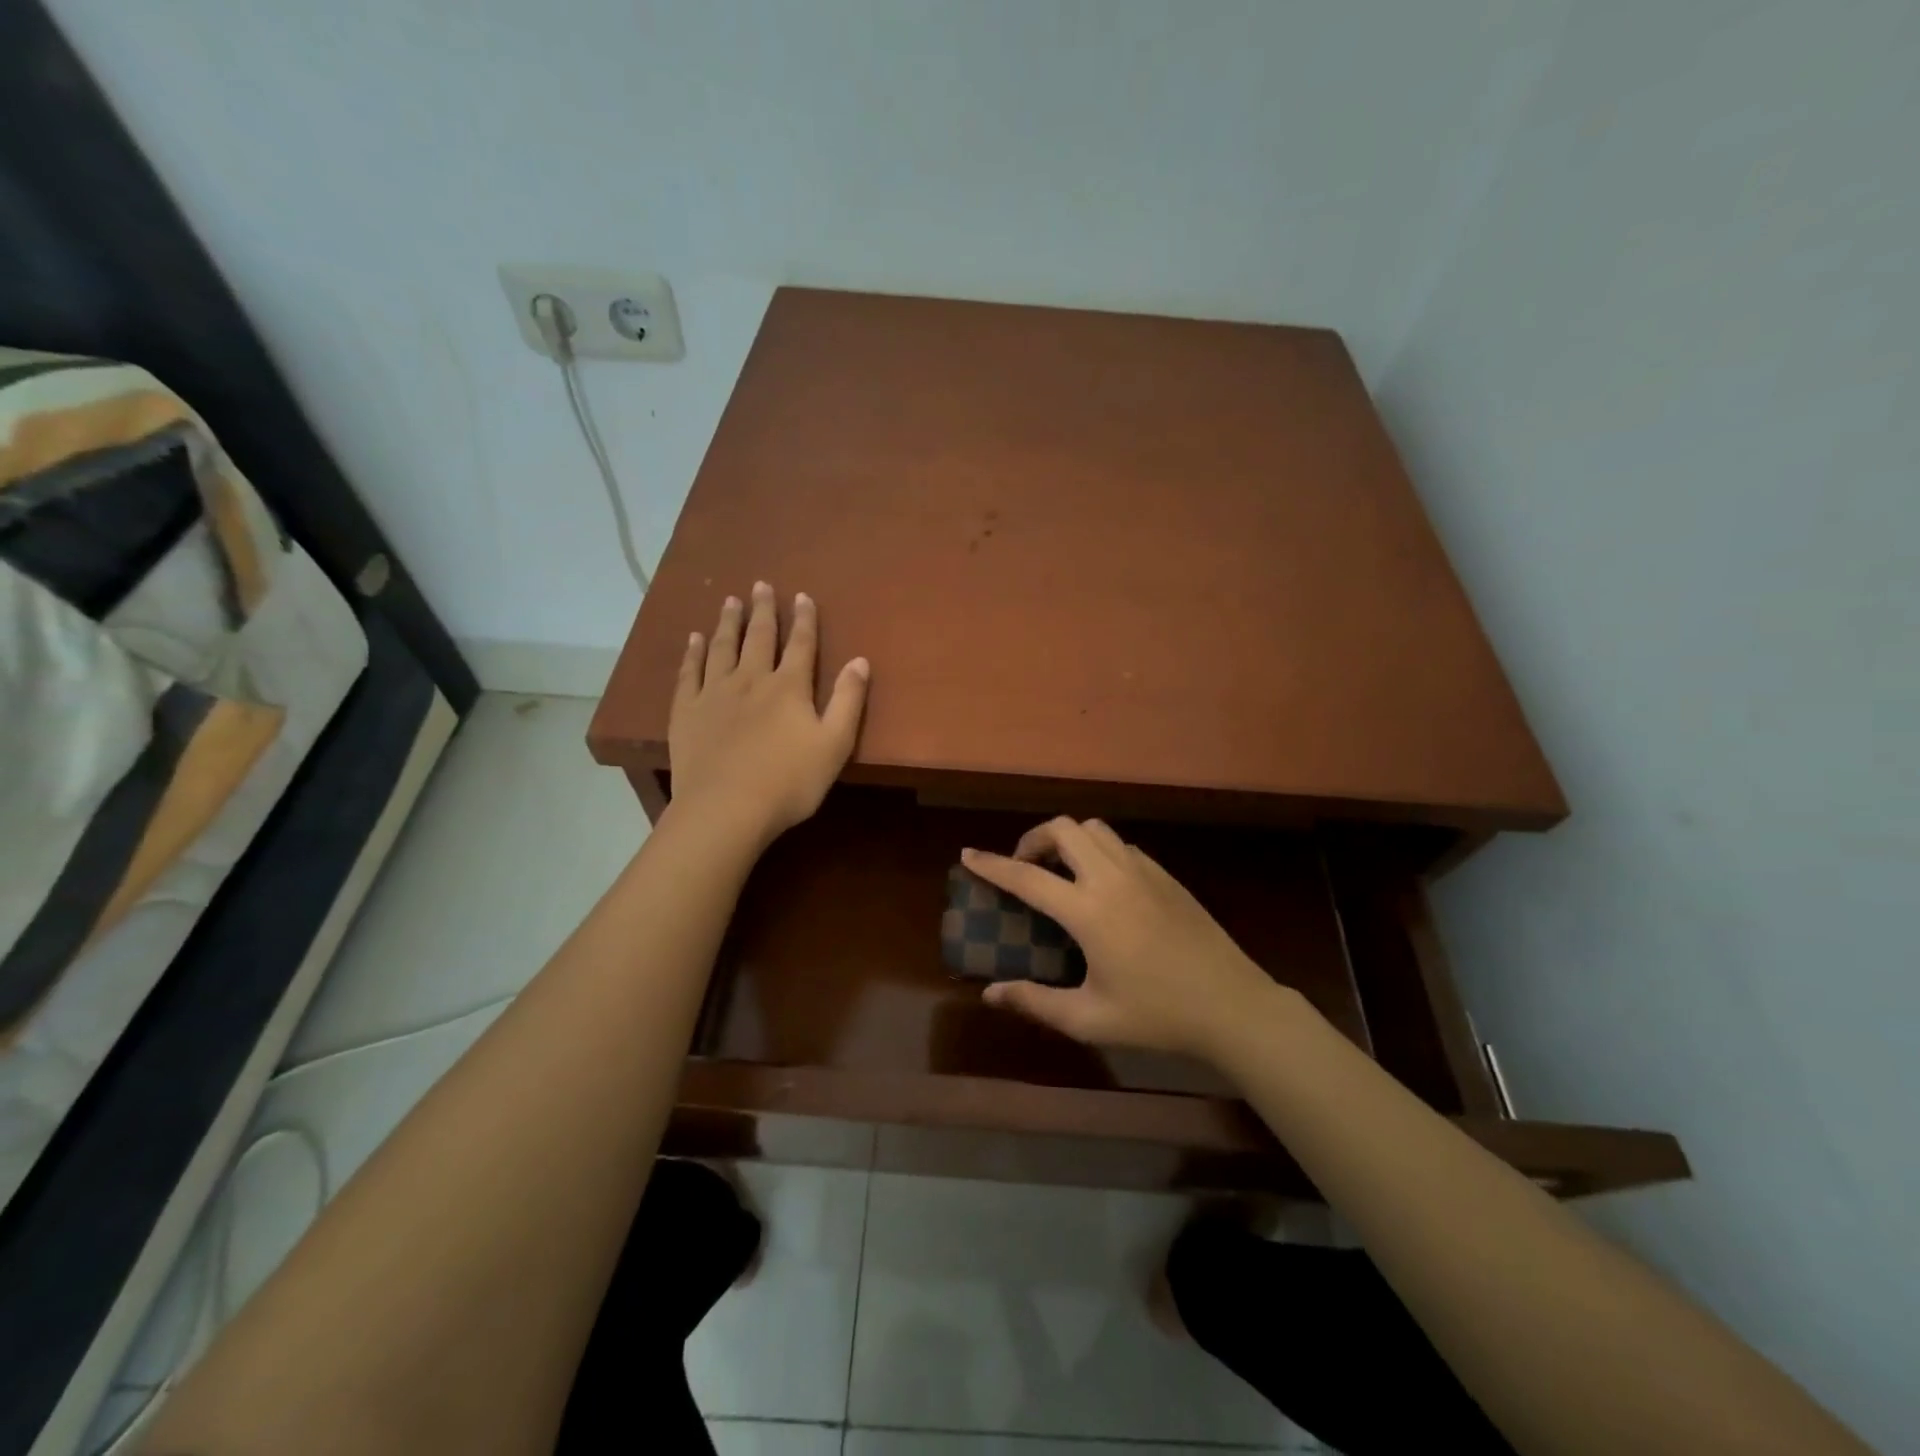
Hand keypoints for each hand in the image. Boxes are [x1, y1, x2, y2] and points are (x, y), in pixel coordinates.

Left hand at [667, 583, 869, 847]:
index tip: (802, 596)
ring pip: (722, 647)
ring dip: (728, 622)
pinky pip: (689, 673)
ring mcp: (715, 693)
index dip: (804, 619)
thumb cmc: (789, 782)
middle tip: (760, 585)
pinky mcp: (687, 711)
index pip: (801, 645)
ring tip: (729, 601)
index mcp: (789, 687)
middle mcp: (751, 679)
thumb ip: (849, 701)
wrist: (727, 809)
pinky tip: (694, 639)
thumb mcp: (835, 744)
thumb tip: (860, 660)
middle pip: (759, 637)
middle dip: (763, 610)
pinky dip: (692, 653)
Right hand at [961, 818, 1293, 1061]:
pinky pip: (1121, 846)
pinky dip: (1098, 851)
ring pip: (1094, 829)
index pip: (1027, 876)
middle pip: (1063, 829)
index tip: (968, 855)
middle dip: (1033, 839)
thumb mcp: (1089, 1019)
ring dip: (1068, 840)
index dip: (992, 865)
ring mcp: (1143, 871)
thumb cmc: (1157, 1015)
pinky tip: (1102, 885)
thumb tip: (991, 994)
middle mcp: (1112, 878)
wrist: (1232, 1005)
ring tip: (1061, 871)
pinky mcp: (1165, 875)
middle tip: (1024, 868)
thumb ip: (1036, 1002)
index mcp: (1089, 911)